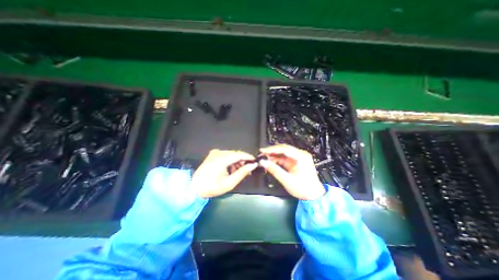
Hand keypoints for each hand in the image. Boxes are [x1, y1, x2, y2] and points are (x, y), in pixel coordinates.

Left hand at [189, 150, 254, 197]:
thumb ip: (242, 173)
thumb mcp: (229, 183)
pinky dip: (231, 161)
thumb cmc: (212, 187)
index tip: (255, 161)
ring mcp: (215, 153)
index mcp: (221, 159)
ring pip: (231, 154)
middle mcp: (218, 153)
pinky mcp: (213, 154)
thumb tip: (252, 165)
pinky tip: (231, 169)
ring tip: (239, 171)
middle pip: (235, 154)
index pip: (239, 154)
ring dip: (237, 161)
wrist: (194, 188)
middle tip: (248, 169)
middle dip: (243, 160)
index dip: (248, 157)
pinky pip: (226, 155)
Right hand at [260, 144, 325, 198]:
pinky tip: (271, 161)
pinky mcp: (296, 162)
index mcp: (301, 157)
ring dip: (274, 155)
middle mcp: (300, 155)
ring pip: (283, 153)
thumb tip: (263, 162)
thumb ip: (274, 170)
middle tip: (262, 153)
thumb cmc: (303, 189)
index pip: (284, 149)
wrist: (314, 196)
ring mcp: (298, 158)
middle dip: (272, 151)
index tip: (263, 150)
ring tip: (264, 158)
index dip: (272, 149)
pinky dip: (277, 159)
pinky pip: (284, 158)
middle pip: (283, 149)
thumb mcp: (287, 180)